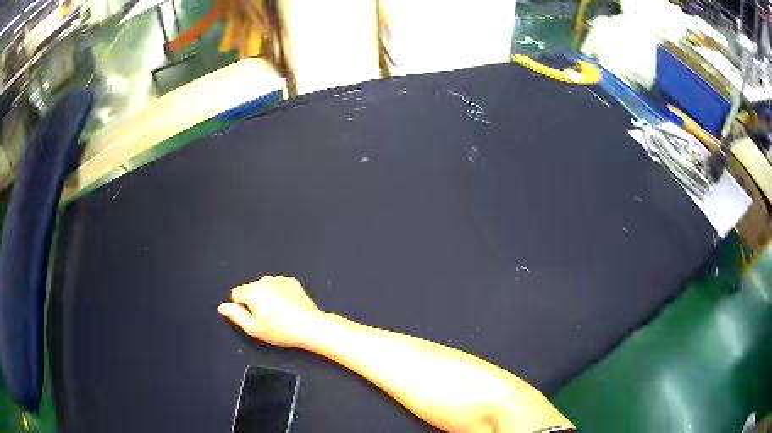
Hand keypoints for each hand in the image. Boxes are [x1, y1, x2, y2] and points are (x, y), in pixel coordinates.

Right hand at [218, 275, 323, 347]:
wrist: (309, 326)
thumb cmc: (280, 330)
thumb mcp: (253, 328)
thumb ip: (235, 315)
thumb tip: (222, 306)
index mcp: (252, 291)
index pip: (236, 294)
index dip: (242, 307)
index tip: (253, 318)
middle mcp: (264, 281)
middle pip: (251, 289)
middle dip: (255, 301)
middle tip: (267, 318)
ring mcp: (280, 279)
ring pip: (265, 287)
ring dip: (267, 296)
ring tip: (279, 314)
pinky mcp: (292, 282)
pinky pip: (278, 286)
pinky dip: (280, 293)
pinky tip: (288, 307)